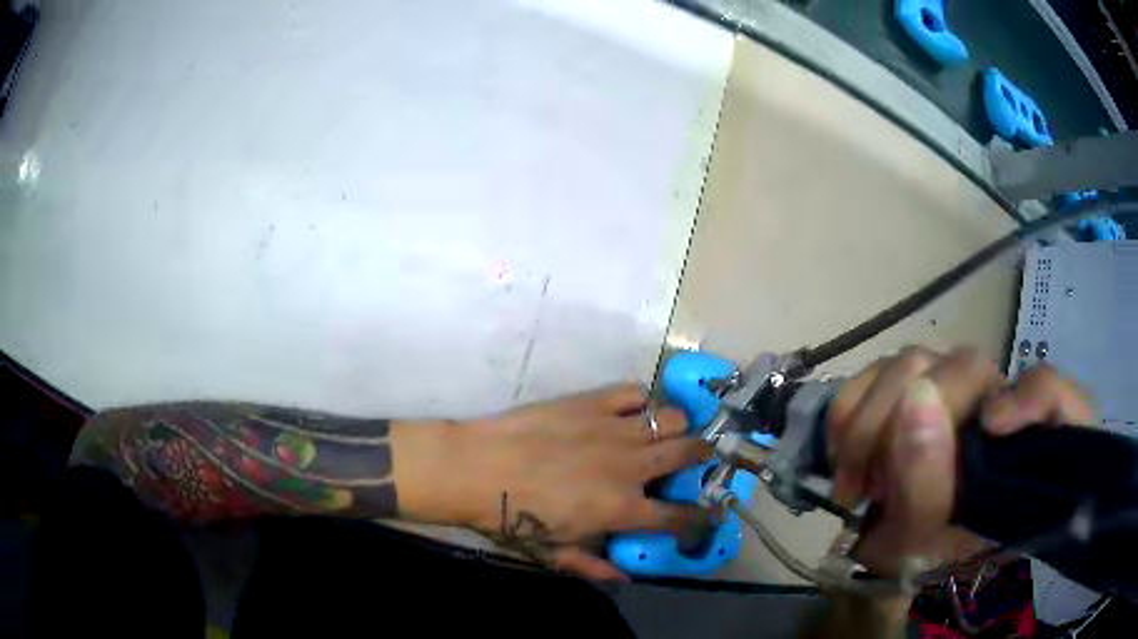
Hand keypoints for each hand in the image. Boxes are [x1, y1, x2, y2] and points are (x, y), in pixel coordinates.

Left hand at [440, 385, 710, 580]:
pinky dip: (642, 399)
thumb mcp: (552, 553)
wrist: (476, 469)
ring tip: (670, 432)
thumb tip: (623, 578)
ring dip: (679, 426)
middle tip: (699, 458)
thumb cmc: (511, 517)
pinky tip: (635, 409)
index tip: (705, 514)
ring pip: (672, 418)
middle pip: (688, 454)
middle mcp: (629, 467)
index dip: (699, 518)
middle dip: (703, 457)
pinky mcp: (591, 402)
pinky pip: (633, 392)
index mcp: (622, 509)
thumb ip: (593, 566)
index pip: (678, 516)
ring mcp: (613, 430)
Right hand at [827, 346, 1094, 577]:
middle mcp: (991, 399)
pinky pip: (874, 370)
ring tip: (854, 483)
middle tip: (871, 489)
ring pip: (911, 362)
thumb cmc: (926, 552)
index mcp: (1017, 442)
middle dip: (906, 425)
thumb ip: (929, 488)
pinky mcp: (910, 380)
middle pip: (962, 368)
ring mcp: (949, 384)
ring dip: (869, 425)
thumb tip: (916, 405)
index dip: (1029, 397)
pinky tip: (842, 452)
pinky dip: (849, 410)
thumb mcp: (928, 544)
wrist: (902, 546)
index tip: (991, 428)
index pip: (1048, 391)